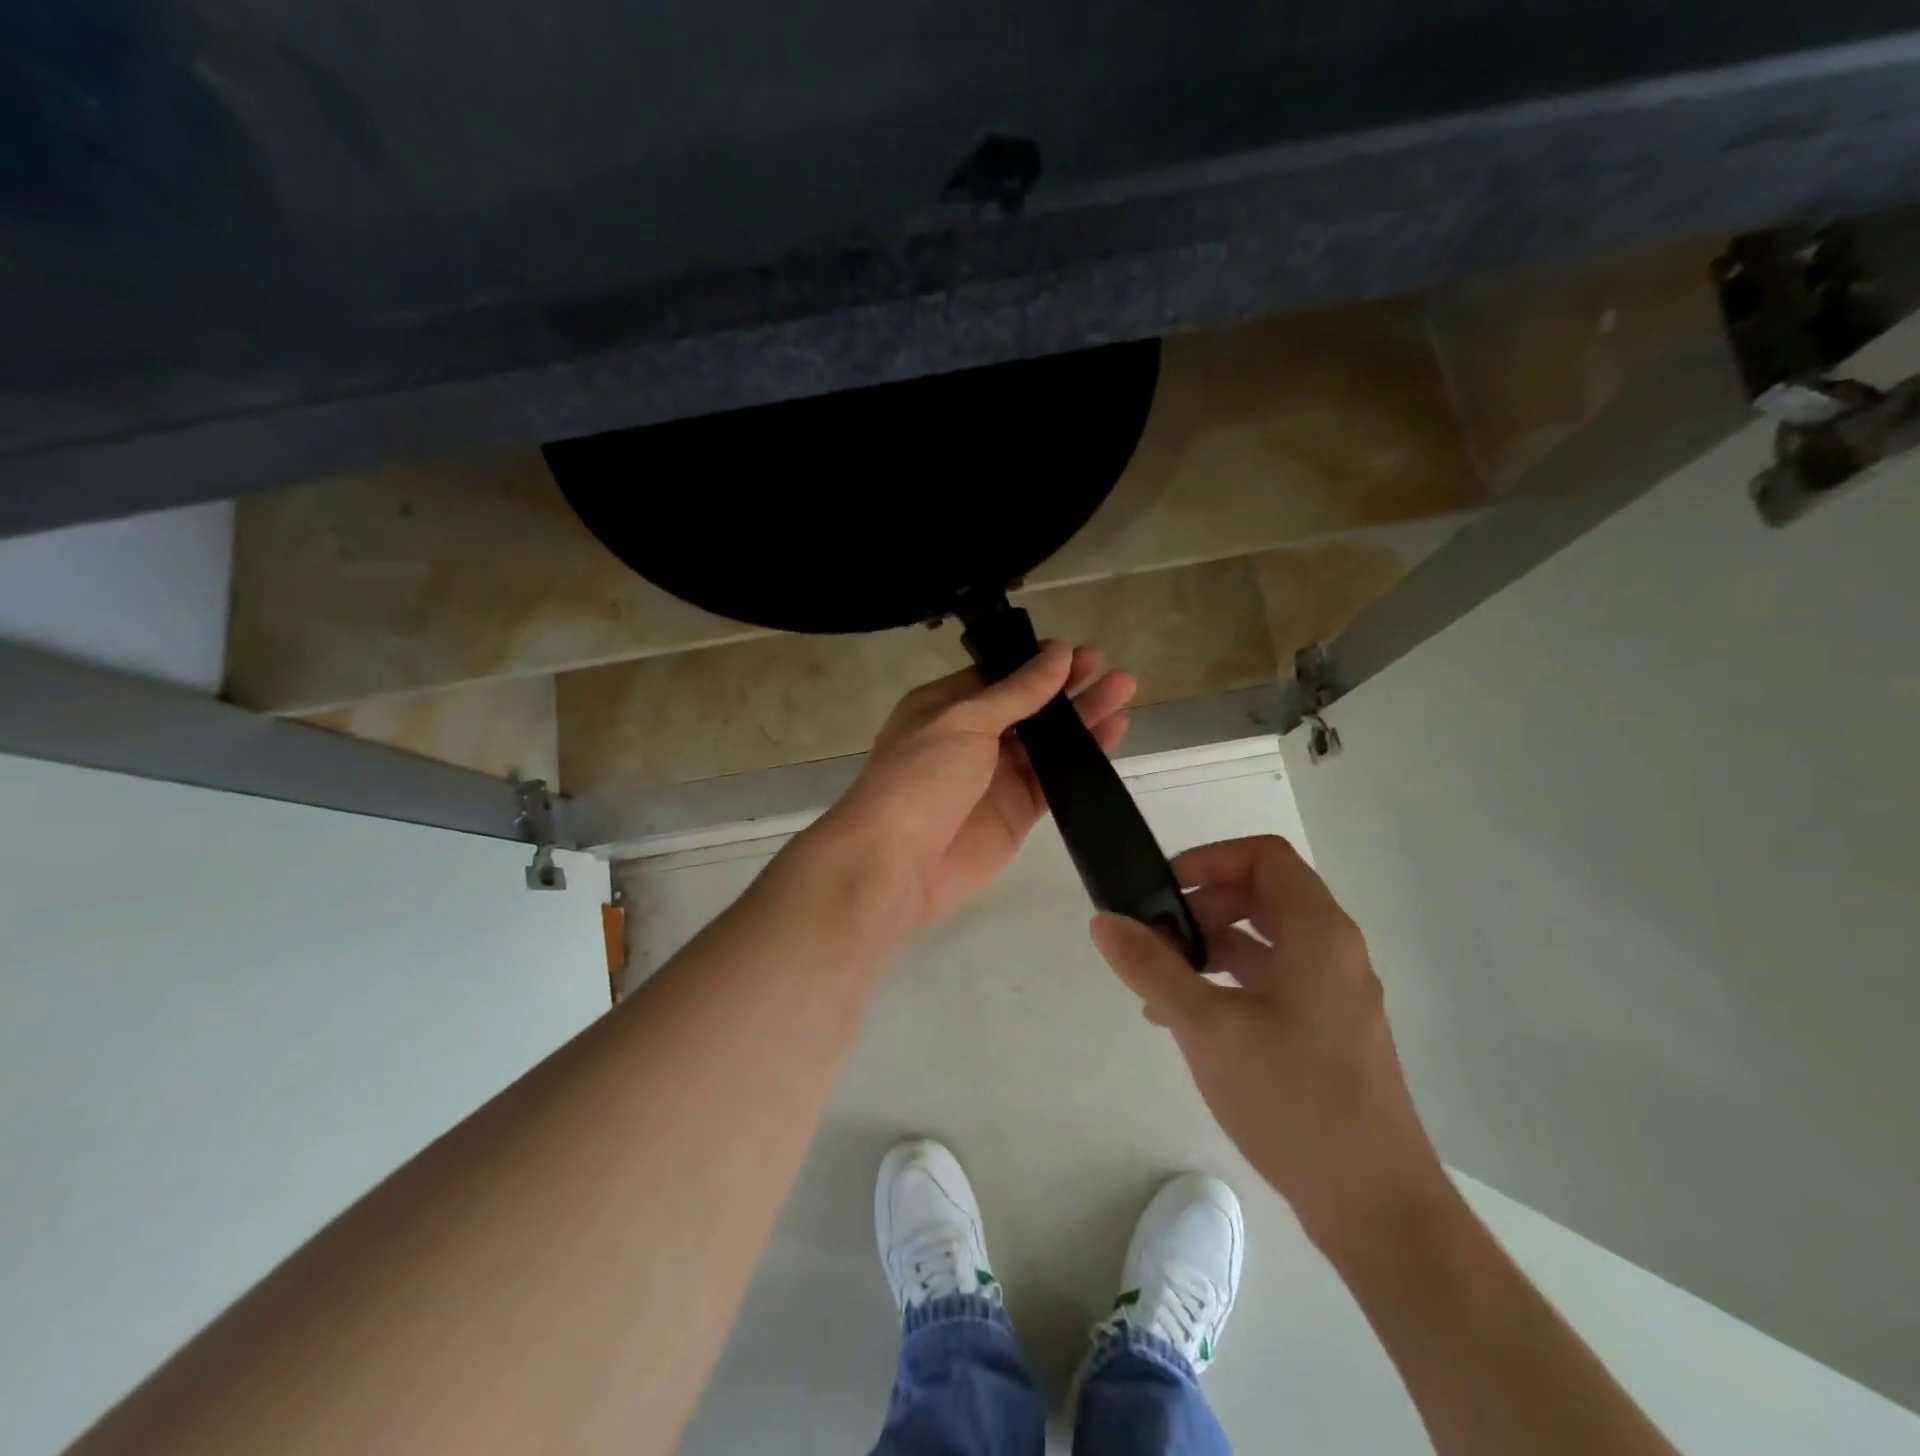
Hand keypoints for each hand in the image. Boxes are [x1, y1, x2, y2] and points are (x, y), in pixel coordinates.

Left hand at [814, 642, 1134, 929]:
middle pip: (1029, 706)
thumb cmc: (921, 777)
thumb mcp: (963, 720)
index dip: (1037, 663)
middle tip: (1108, 666)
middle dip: (1067, 686)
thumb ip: (1016, 692)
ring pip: (1048, 741)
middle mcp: (972, 737)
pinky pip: (1056, 779)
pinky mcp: (1017, 811)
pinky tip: (1113, 734)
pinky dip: (1084, 758)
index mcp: (946, 707)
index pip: (999, 677)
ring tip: (1124, 690)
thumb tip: (1056, 654)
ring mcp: (997, 775)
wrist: (898, 862)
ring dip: (1083, 717)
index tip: (1077, 651)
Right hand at [1090, 835, 1445, 1245]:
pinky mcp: (1325, 1028)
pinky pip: (1270, 980)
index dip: (1210, 858)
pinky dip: (1226, 981)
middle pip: (1261, 894)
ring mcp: (1331, 991)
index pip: (1265, 856)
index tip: (1163, 887)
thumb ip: (1151, 968)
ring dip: (1208, 945)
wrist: (1373, 1206)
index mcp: (1317, 932)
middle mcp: (1331, 950)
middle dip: (1201, 904)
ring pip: (1263, 940)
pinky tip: (1183, 1018)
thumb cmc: (1292, 1099)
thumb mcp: (1207, 1027)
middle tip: (1155, 936)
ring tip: (1157, 980)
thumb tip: (1104, 921)